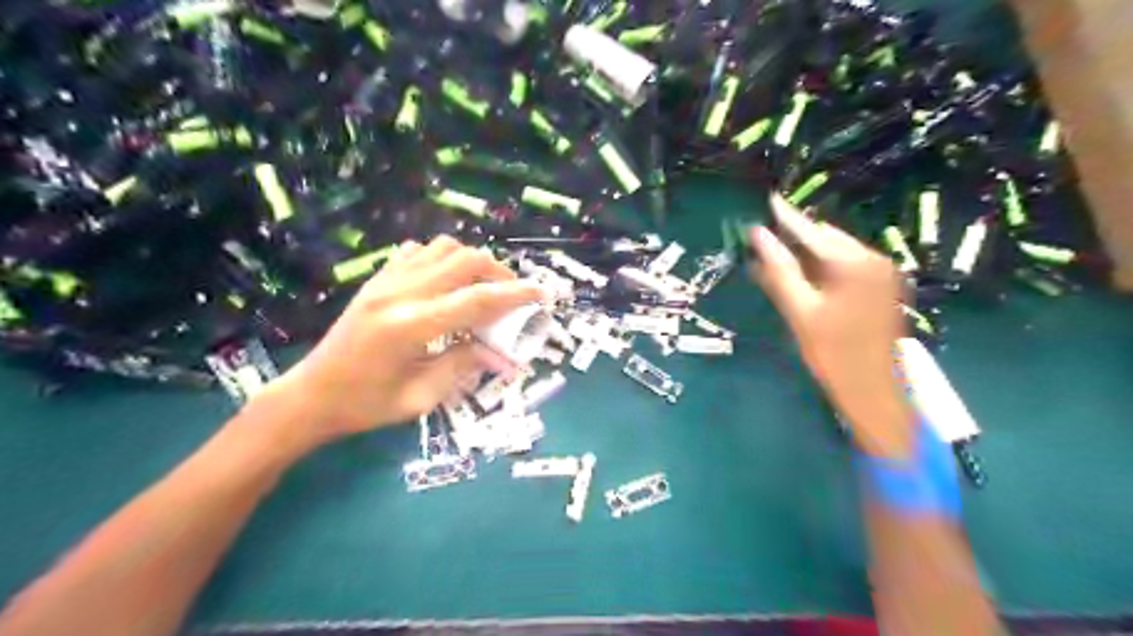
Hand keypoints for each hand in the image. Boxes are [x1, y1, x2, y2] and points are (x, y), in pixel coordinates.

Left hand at [266, 236, 549, 449]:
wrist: (311, 394)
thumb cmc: (366, 405)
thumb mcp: (421, 397)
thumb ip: (463, 365)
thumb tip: (499, 350)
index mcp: (411, 326)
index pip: (478, 299)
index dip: (517, 294)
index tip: (544, 292)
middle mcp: (400, 293)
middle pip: (465, 260)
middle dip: (499, 273)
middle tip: (514, 295)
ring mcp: (385, 281)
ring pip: (443, 247)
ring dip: (472, 262)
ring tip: (483, 287)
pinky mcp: (377, 280)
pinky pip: (417, 251)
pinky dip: (442, 259)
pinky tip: (447, 282)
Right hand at [752, 196, 912, 458]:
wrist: (874, 391)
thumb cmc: (832, 353)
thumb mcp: (799, 311)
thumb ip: (779, 270)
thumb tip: (757, 235)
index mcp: (855, 264)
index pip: (813, 232)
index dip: (787, 217)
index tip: (768, 199)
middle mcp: (874, 260)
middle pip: (828, 239)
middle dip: (797, 235)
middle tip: (766, 233)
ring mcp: (882, 274)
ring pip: (837, 252)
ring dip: (808, 252)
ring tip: (778, 252)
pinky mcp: (883, 288)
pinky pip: (847, 267)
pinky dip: (823, 267)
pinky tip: (803, 274)